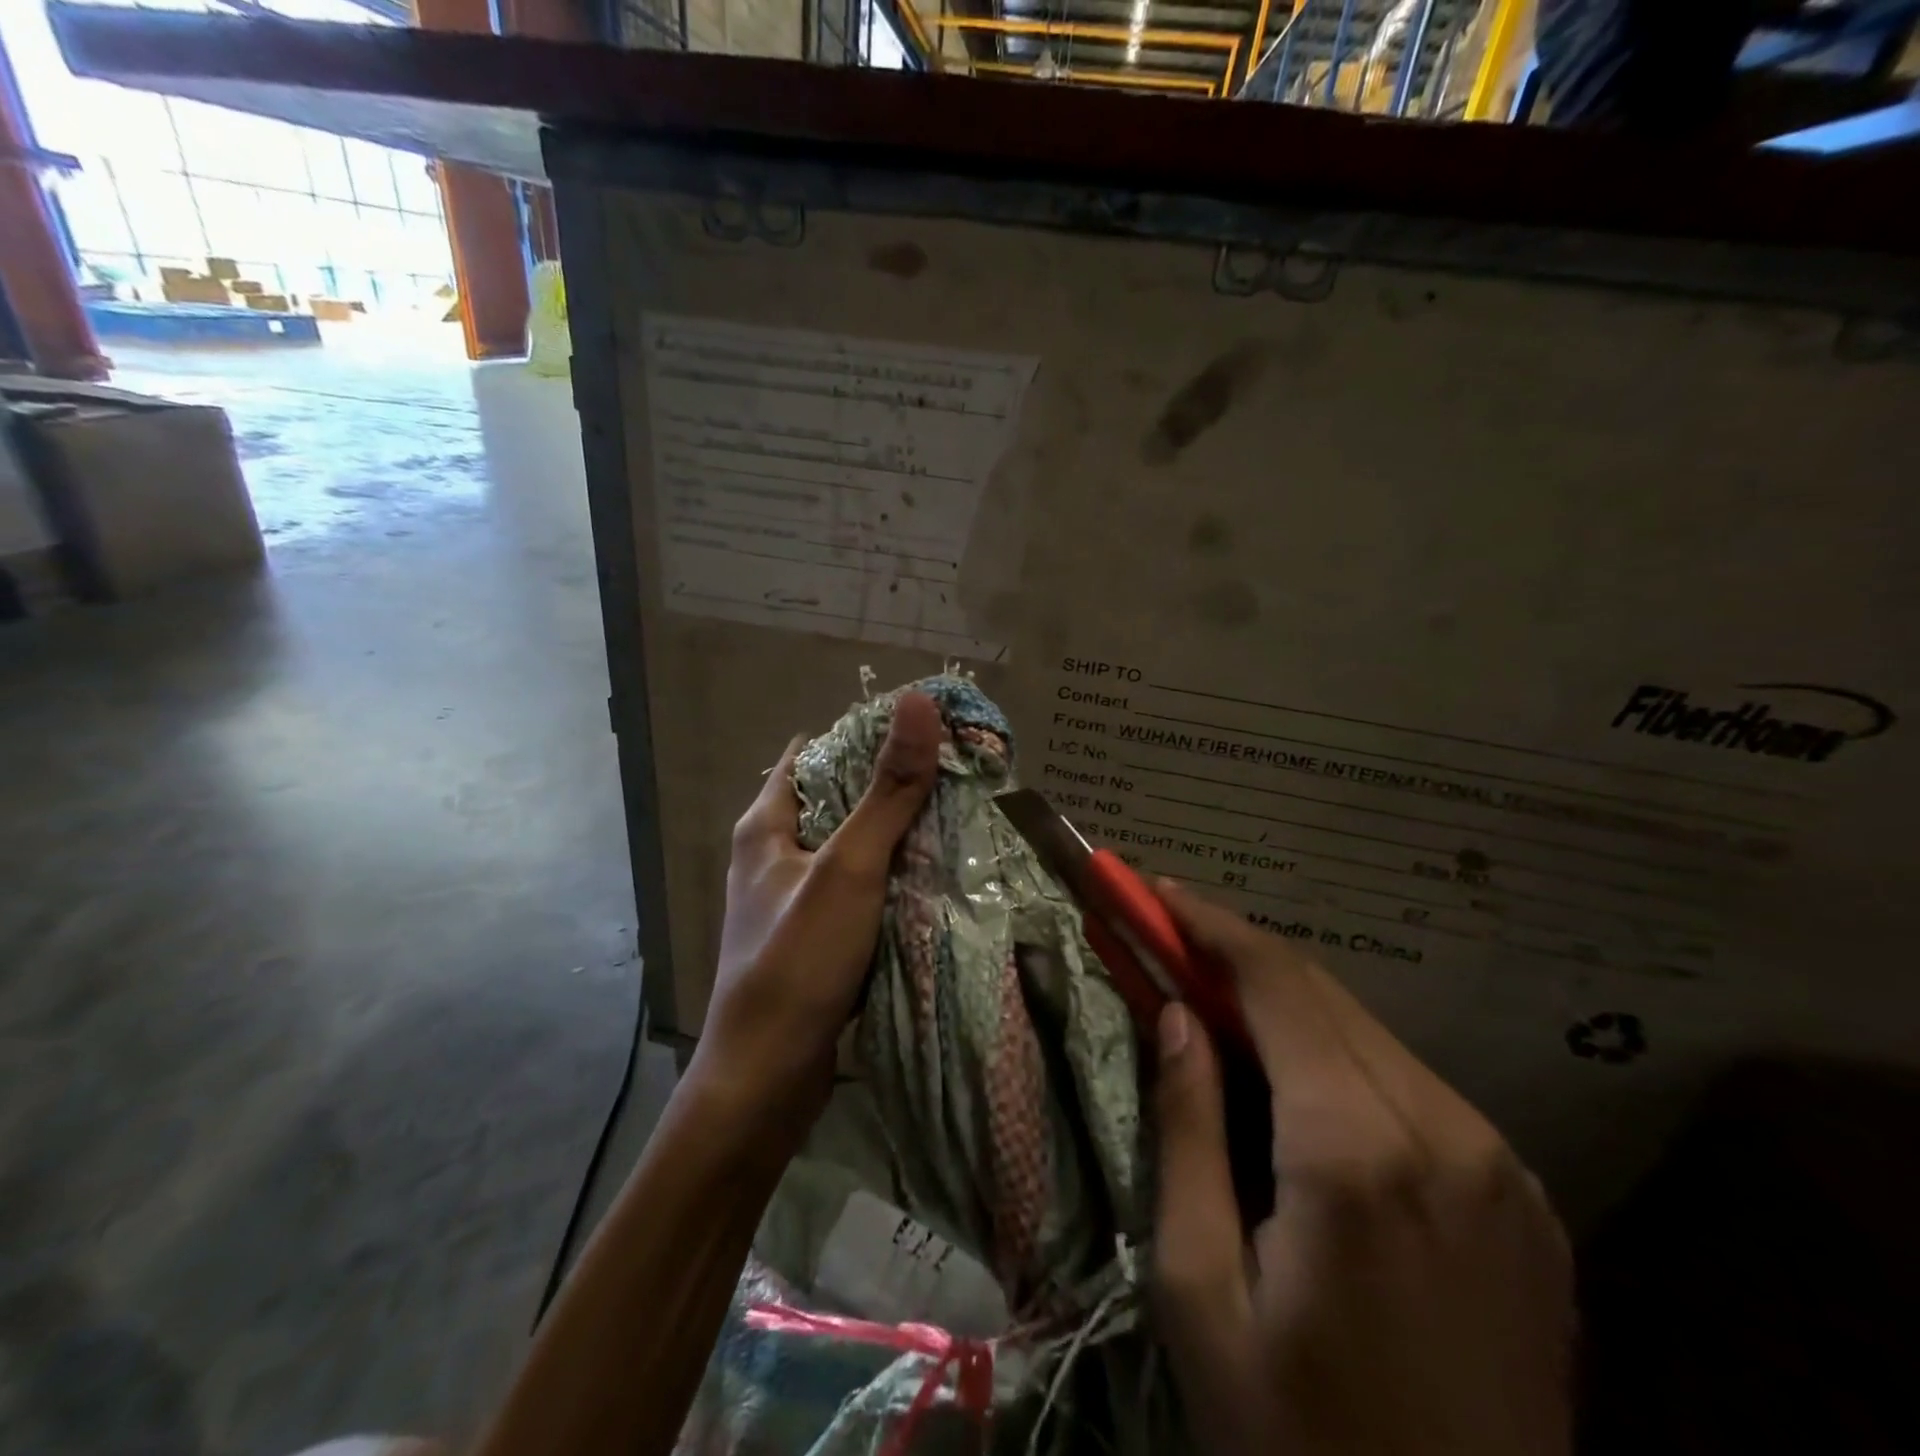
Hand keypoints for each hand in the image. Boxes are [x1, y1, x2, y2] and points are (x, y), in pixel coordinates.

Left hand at [690, 691, 941, 1132]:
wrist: (766, 1080)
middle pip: (838, 800)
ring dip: (895, 836)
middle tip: (955, 775)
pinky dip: (891, 879)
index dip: (866, 736)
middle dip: (890, 787)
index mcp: (766, 825)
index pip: (816, 754)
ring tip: (957, 817)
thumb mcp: (849, 867)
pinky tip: (933, 878)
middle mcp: (774, 855)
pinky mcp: (815, 937)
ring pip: (852, 848)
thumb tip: (918, 703)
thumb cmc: (798, 961)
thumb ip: (887, 791)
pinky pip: (859, 890)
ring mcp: (794, 899)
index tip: (925, 731)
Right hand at [1149, 881, 1574, 1455]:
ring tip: (1216, 1013)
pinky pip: (1410, 1085)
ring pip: (1368, 1032)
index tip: (1155, 891)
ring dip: (1285, 1005)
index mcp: (1358, 1150)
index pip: (1276, 983)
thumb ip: (1188, 1130)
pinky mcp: (1522, 1198)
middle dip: (1238, 955)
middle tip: (1168, 943)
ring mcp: (1501, 1165)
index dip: (1210, 924)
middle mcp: (1446, 1131)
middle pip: (1324, 994)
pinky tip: (1295, 1085)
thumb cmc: (1295, 1441)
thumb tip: (1175, 1014)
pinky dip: (1338, 1056)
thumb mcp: (1201, 1288)